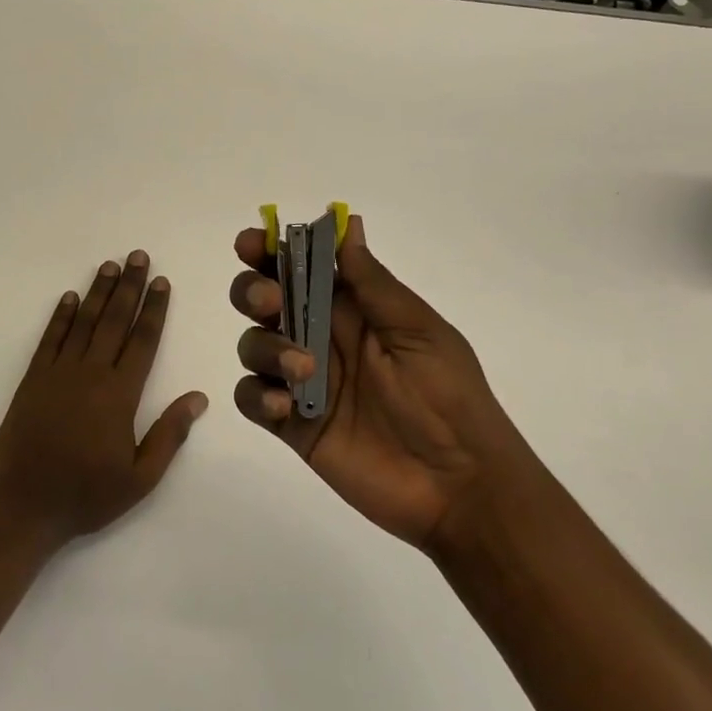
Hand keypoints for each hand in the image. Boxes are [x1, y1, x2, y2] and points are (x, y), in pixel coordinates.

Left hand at [0, 250, 207, 545]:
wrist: (23, 506)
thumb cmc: (87, 494)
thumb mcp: (141, 477)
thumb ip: (170, 434)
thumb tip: (198, 397)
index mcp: (120, 394)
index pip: (143, 340)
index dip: (154, 309)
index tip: (161, 281)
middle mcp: (91, 374)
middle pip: (115, 320)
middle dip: (129, 286)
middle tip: (138, 256)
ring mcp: (58, 373)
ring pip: (84, 322)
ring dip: (98, 292)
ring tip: (110, 265)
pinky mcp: (33, 380)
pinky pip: (50, 339)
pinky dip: (61, 316)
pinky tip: (70, 298)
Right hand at [229, 215, 526, 550]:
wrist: (459, 486)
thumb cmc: (448, 397)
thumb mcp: (418, 331)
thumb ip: (374, 284)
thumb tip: (347, 224)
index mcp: (353, 309)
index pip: (303, 267)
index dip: (272, 250)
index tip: (252, 243)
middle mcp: (320, 337)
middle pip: (264, 300)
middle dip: (253, 290)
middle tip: (269, 301)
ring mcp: (303, 382)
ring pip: (254, 345)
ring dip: (265, 347)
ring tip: (302, 369)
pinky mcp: (293, 425)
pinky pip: (252, 399)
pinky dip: (256, 396)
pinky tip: (282, 408)